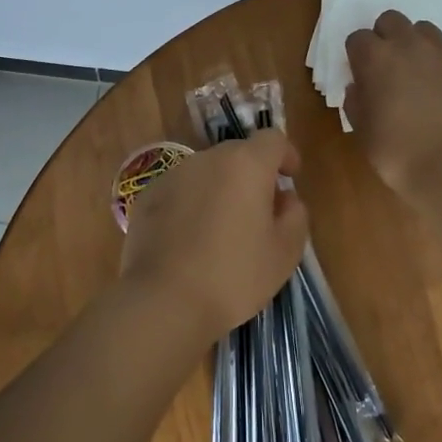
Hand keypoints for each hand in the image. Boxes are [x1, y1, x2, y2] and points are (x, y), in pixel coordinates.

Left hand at [120, 131, 309, 343]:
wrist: (164, 302)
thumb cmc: (234, 276)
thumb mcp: (285, 253)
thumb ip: (295, 216)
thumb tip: (284, 199)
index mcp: (246, 164)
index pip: (272, 139)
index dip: (285, 155)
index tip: (289, 178)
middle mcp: (207, 159)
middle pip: (238, 155)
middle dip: (252, 177)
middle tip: (259, 214)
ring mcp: (172, 176)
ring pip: (206, 173)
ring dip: (219, 190)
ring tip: (221, 231)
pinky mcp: (146, 197)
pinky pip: (179, 192)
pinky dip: (190, 205)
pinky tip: (189, 241)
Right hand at [344, 10, 441, 194]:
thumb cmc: (396, 153)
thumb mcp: (361, 130)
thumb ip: (356, 101)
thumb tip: (360, 87)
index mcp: (375, 58)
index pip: (358, 38)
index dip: (358, 55)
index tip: (362, 74)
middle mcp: (409, 46)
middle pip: (392, 20)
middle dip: (386, 37)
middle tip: (389, 67)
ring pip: (425, 31)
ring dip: (417, 46)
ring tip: (420, 75)